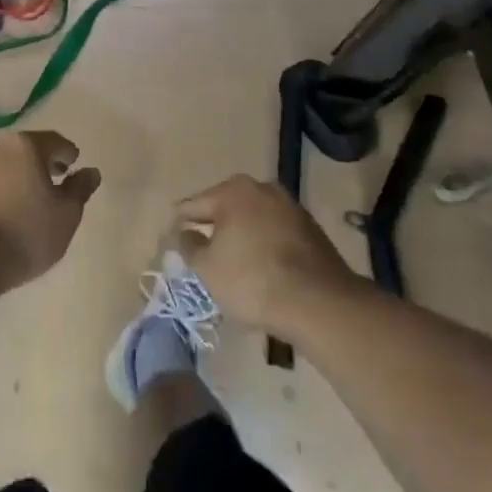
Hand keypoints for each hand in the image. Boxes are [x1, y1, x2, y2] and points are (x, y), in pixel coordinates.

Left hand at [0, 131, 100, 294]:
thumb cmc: (26, 232)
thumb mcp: (66, 214)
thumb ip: (80, 189)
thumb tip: (91, 171)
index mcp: (26, 146)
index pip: (54, 141)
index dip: (68, 152)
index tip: (75, 164)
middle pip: (26, 149)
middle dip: (42, 161)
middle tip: (56, 178)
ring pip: (4, 165)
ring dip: (18, 175)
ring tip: (29, 198)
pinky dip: (0, 191)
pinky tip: (5, 212)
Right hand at [176, 175, 359, 337]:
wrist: (319, 302)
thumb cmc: (253, 281)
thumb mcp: (208, 268)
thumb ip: (190, 247)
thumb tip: (185, 233)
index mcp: (233, 191)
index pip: (196, 204)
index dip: (181, 220)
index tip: (172, 233)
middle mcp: (262, 188)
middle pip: (227, 207)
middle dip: (215, 225)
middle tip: (202, 248)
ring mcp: (290, 207)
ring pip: (254, 219)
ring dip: (243, 235)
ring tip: (234, 260)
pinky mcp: (311, 229)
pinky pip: (276, 233)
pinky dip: (265, 245)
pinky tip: (263, 268)